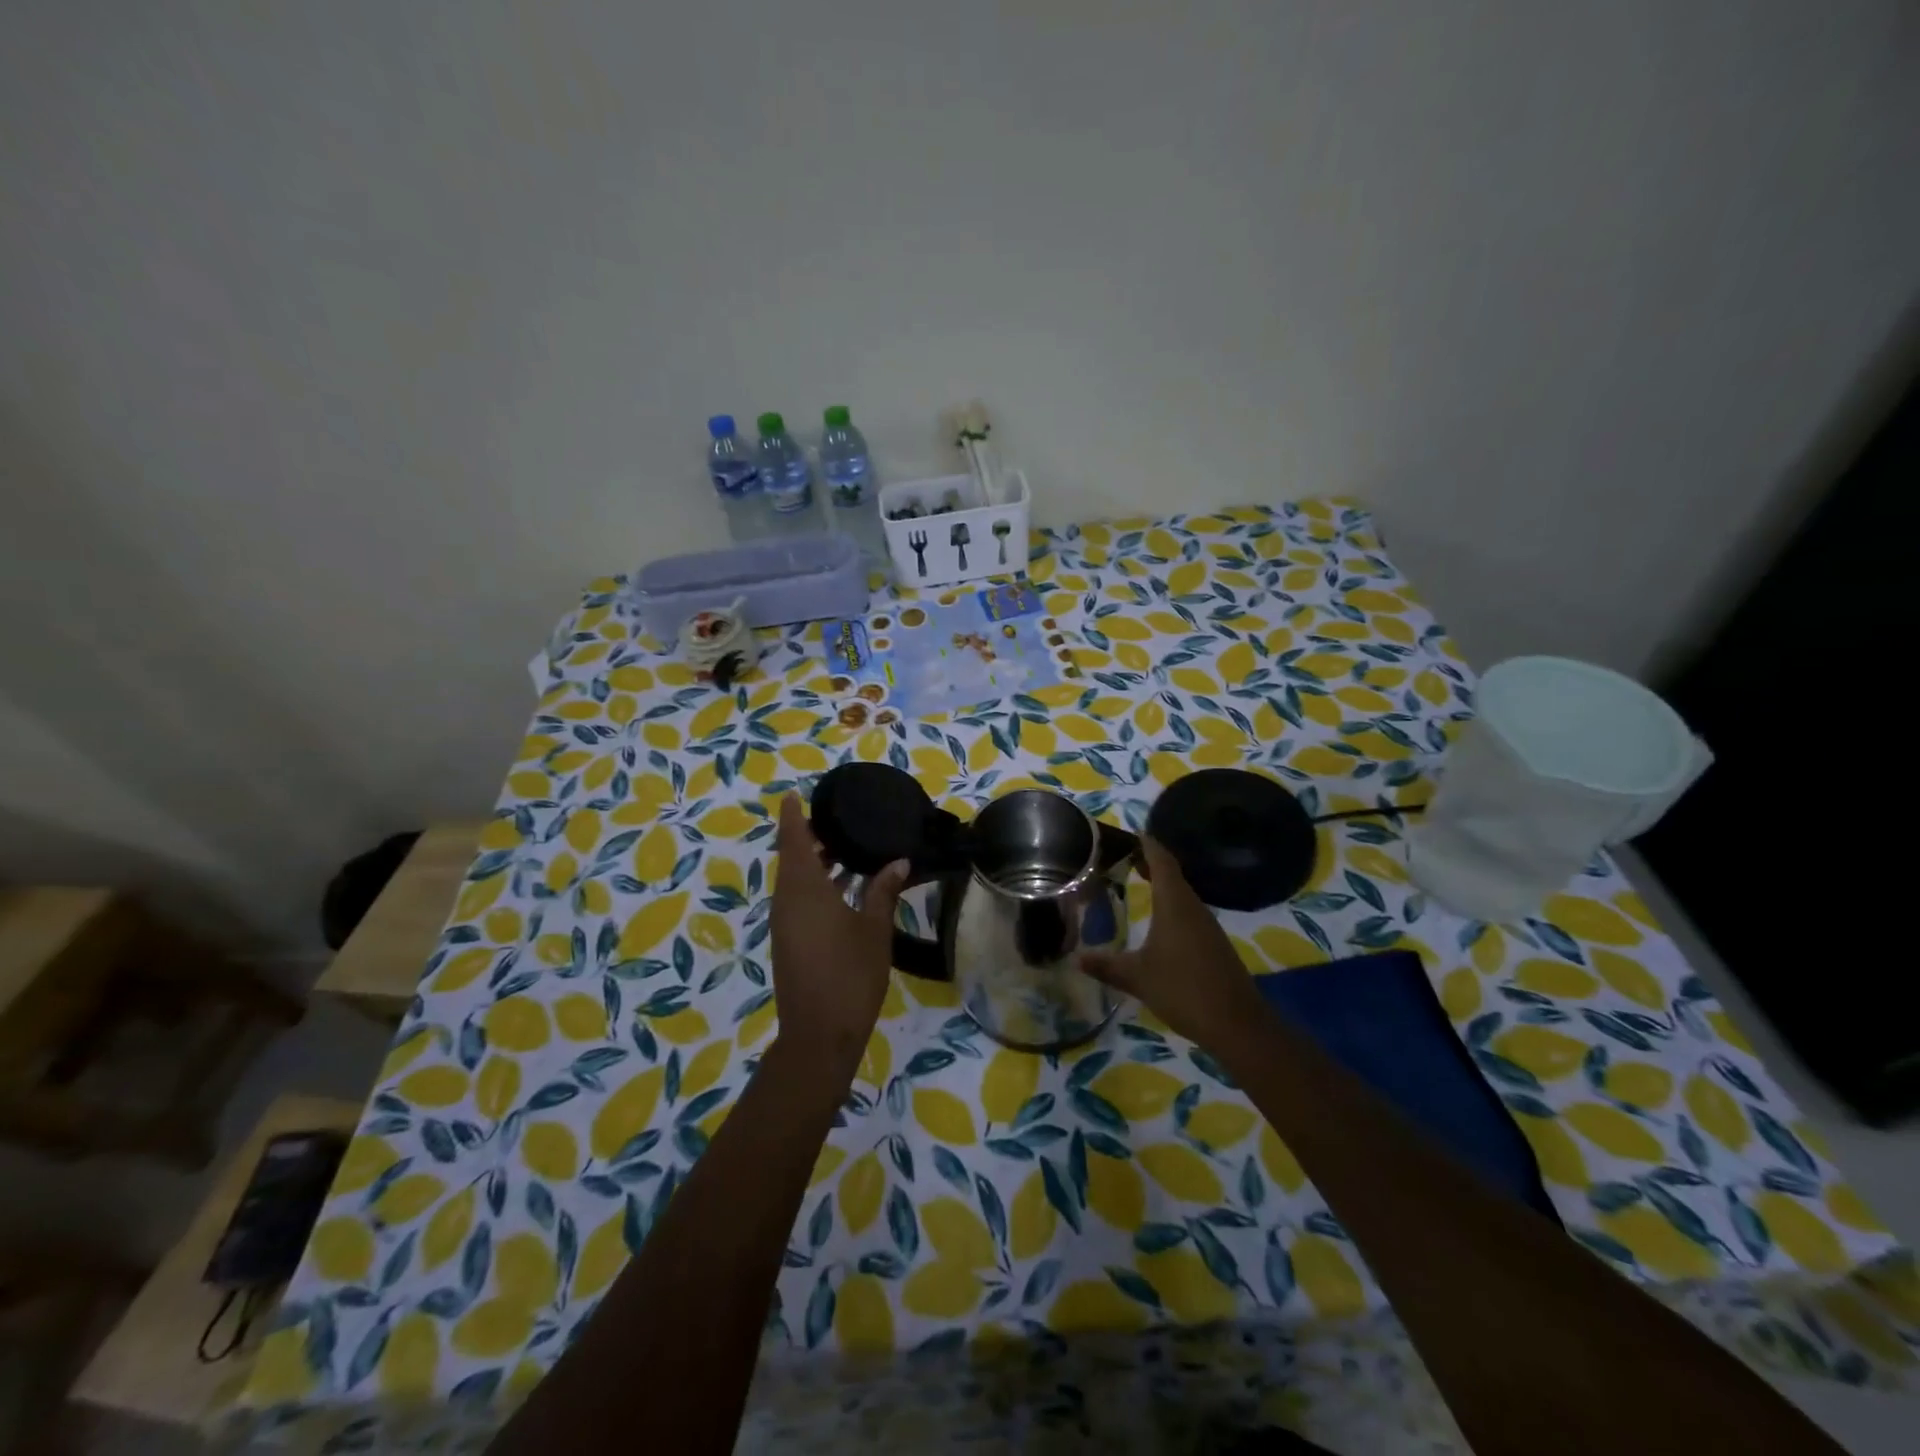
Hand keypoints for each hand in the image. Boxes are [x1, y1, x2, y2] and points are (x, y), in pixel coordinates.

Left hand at [769, 794, 909, 1065]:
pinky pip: (797, 900)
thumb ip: (883, 891)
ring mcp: (784, 923)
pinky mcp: (788, 941)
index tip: (795, 794)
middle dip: (809, 837)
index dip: (792, 815)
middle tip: (839, 820)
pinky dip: (815, 885)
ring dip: (814, 863)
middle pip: (791, 858)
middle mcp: (787, 901)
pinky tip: (843, 888)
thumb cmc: (850, 975)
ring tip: (847, 848)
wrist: (820, 1034)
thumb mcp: (874, 929)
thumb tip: (898, 862)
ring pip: (794, 880)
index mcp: (803, 890)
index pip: (793, 840)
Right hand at [1078, 835, 1262, 1048]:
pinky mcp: (1213, 943)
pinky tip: (1158, 920)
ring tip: (1137, 881)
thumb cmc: (1183, 989)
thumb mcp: (1136, 977)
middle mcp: (1193, 907)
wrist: (1237, 1024)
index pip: (1162, 860)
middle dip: (1151, 862)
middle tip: (1124, 856)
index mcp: (1174, 903)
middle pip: (1172, 873)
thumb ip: (1106, 965)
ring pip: (1182, 893)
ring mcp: (1207, 925)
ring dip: (1162, 884)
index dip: (1147, 844)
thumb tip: (1076, 958)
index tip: (1131, 832)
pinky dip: (1171, 905)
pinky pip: (1188, 912)